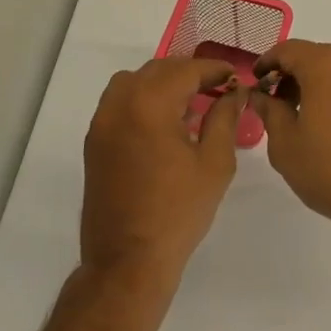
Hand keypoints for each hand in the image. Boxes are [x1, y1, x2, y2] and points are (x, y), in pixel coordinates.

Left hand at [81, 58, 245, 289]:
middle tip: (218, 88)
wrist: (128, 261)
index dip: (214, 70)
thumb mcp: (214, 163)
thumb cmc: (178, 212)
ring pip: (134, 81)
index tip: (235, 77)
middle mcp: (120, 104)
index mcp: (150, 104)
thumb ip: (224, 118)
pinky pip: (119, 102)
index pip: (186, 70)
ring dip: (162, 82)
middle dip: (190, 73)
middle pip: (159, 70)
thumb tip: (234, 93)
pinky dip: (142, 98)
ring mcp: (102, 122)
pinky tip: (164, 122)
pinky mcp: (94, 141)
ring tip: (189, 102)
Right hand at [251, 41, 330, 246]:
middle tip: (279, 103)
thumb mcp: (285, 144)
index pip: (289, 50)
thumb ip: (270, 111)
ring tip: (310, 117)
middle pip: (318, 57)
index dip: (268, 62)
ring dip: (323, 85)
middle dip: (295, 75)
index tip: (257, 81)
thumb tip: (261, 95)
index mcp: (327, 64)